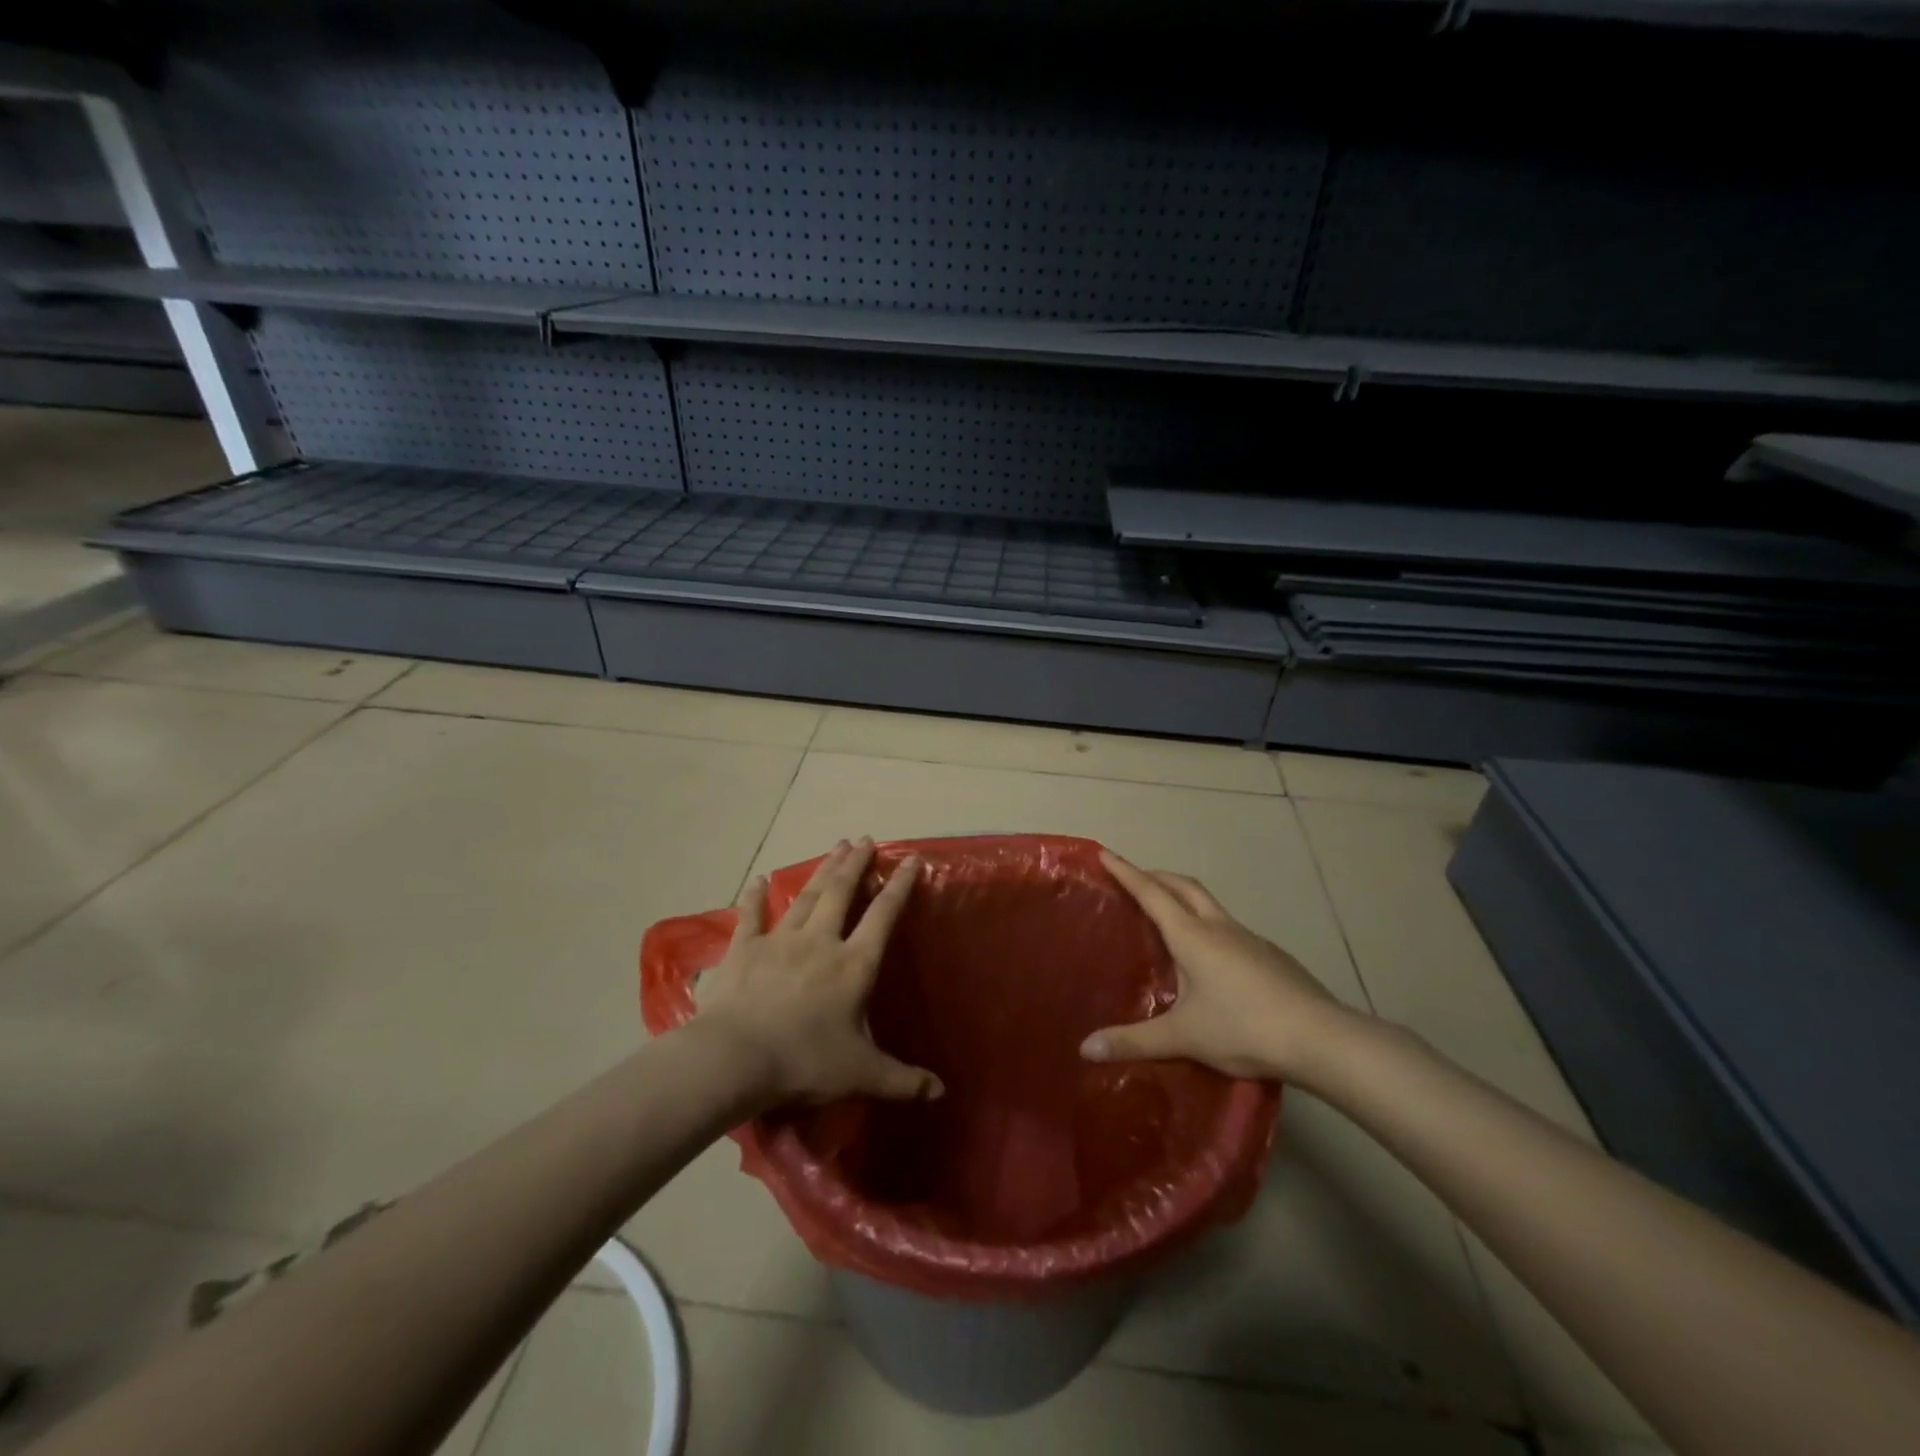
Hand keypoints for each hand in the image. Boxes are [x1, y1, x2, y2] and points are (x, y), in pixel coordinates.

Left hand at [692, 838, 944, 1107]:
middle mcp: (820, 942)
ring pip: (805, 896)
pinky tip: (758, 879)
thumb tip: (942, 1092)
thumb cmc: (805, 1062)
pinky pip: (751, 915)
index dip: (899, 887)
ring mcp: (779, 941)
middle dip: (855, 864)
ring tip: (835, 848)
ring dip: (822, 870)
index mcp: (853, 965)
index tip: (908, 860)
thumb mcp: (862, 1074)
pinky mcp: (743, 949)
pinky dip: (755, 897)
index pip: (883, 916)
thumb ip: (903, 1080)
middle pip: (841, 892)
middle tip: (863, 840)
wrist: (736, 1059)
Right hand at [1080, 850, 1360, 1083]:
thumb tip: (1086, 1048)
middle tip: (1134, 880)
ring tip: (1168, 918)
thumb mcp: (1183, 1037)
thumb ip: (1134, 1041)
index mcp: (1192, 936)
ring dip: (1184, 899)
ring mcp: (1250, 939)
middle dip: (1156, 877)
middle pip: (1183, 886)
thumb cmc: (1244, 1028)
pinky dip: (1208, 926)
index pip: (1151, 893)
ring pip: (1209, 905)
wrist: (1321, 1039)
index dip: (1126, 872)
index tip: (1105, 853)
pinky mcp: (1271, 956)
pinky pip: (1230, 928)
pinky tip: (1211, 958)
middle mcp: (1220, 927)